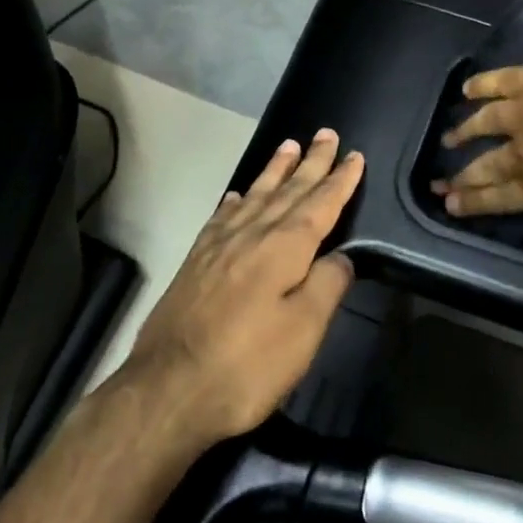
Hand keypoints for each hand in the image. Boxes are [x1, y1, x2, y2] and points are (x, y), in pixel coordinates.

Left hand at [129, 129, 365, 441]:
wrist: (168, 389)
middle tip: (325, 134)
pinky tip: (236, 196)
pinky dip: (235, 201)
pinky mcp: (196, 263)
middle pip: (288, 191)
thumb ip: (327, 285)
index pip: (320, 204)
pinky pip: (221, 217)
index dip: (340, 180)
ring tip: (288, 146)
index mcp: (284, 248)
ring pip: (254, 196)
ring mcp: (219, 246)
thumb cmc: (247, 364)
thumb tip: (342, 255)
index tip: (354, 155)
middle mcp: (252, 234)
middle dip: (311, 162)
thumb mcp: (304, 331)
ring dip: (275, 171)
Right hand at [434, 56, 522, 216]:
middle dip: (462, 177)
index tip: (450, 206)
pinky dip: (480, 85)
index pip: (502, 198)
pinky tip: (466, 89)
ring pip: (485, 123)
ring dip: (465, 131)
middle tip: (439, 185)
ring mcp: (522, 115)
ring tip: (448, 138)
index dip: (474, 202)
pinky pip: (498, 82)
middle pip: (487, 167)